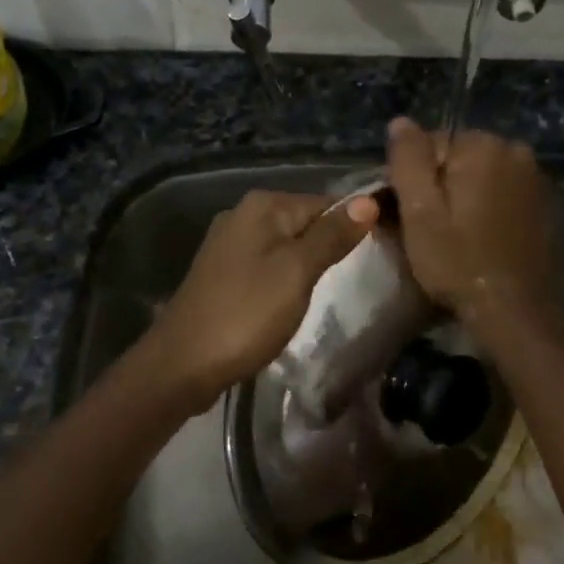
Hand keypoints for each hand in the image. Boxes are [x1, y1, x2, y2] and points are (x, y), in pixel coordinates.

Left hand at [142, 189, 378, 403]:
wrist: (183, 363)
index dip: (354, 226)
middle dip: (331, 246)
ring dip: (309, 265)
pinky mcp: (223, 272)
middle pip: (305, 222)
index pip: (326, 203)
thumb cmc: (246, 314)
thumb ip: (332, 236)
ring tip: (333, 290)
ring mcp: (229, 244)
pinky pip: (267, 264)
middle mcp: (243, 214)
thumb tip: (369, 201)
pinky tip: (294, 300)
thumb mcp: (297, 272)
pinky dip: (285, 278)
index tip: (380, 252)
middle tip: (360, 276)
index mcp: (262, 206)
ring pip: (286, 246)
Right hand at [386, 119, 560, 333]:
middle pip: (458, 158)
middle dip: (439, 185)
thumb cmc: (458, 261)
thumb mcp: (419, 211)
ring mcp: (535, 178)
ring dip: (463, 198)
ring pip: (480, 176)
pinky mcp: (544, 204)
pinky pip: (501, 193)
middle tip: (426, 228)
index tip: (406, 213)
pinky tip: (478, 239)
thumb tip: (400, 121)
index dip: (412, 178)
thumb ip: (408, 159)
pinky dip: (486, 208)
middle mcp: (515, 150)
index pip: (430, 144)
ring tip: (451, 237)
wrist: (516, 312)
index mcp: (483, 145)